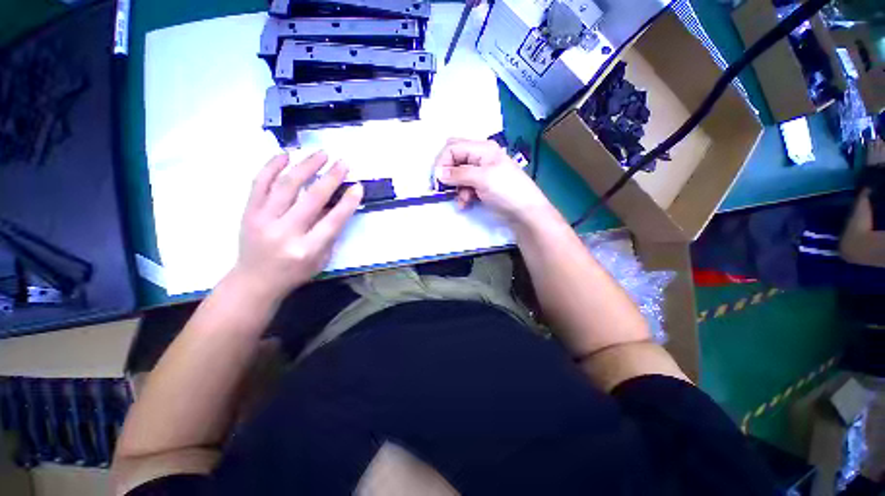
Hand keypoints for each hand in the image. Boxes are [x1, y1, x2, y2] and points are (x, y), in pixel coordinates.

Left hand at [230, 152, 362, 301]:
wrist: (254, 280)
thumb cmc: (295, 272)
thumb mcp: (321, 259)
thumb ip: (331, 233)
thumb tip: (337, 205)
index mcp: (307, 249)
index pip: (333, 220)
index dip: (348, 202)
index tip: (358, 185)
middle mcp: (285, 232)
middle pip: (312, 198)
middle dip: (331, 178)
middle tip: (343, 163)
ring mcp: (263, 220)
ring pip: (287, 185)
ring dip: (306, 166)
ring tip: (321, 153)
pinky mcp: (249, 212)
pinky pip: (259, 183)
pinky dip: (272, 166)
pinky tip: (286, 155)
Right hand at [434, 138, 554, 223]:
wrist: (525, 212)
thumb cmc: (506, 190)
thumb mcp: (482, 179)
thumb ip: (458, 174)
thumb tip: (437, 173)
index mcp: (482, 148)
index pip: (452, 147)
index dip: (442, 162)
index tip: (437, 181)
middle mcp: (479, 156)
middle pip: (454, 158)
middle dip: (447, 173)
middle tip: (442, 187)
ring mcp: (480, 172)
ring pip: (457, 174)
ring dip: (455, 187)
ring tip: (462, 200)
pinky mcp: (481, 185)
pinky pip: (464, 186)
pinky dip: (462, 194)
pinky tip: (465, 203)